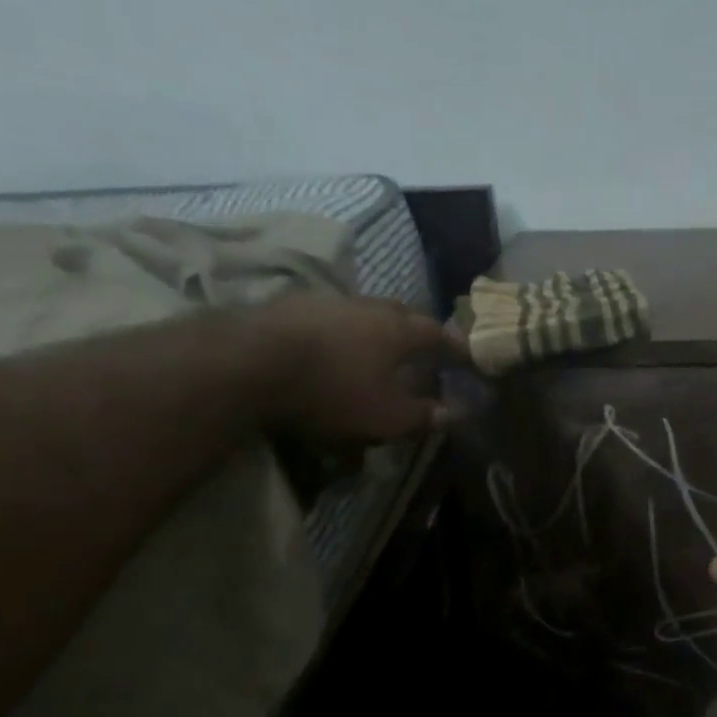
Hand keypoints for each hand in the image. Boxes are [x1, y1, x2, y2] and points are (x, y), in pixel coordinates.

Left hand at [243, 291, 466, 444]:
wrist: (249, 362)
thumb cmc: (332, 391)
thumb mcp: (385, 416)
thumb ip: (423, 415)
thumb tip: (455, 413)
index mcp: (397, 329)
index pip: (437, 331)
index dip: (455, 344)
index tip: (467, 354)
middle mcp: (367, 305)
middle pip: (400, 311)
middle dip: (414, 328)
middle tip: (420, 346)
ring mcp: (325, 300)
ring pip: (361, 310)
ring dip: (372, 326)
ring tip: (372, 345)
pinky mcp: (287, 305)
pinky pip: (326, 315)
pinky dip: (336, 329)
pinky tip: (327, 344)